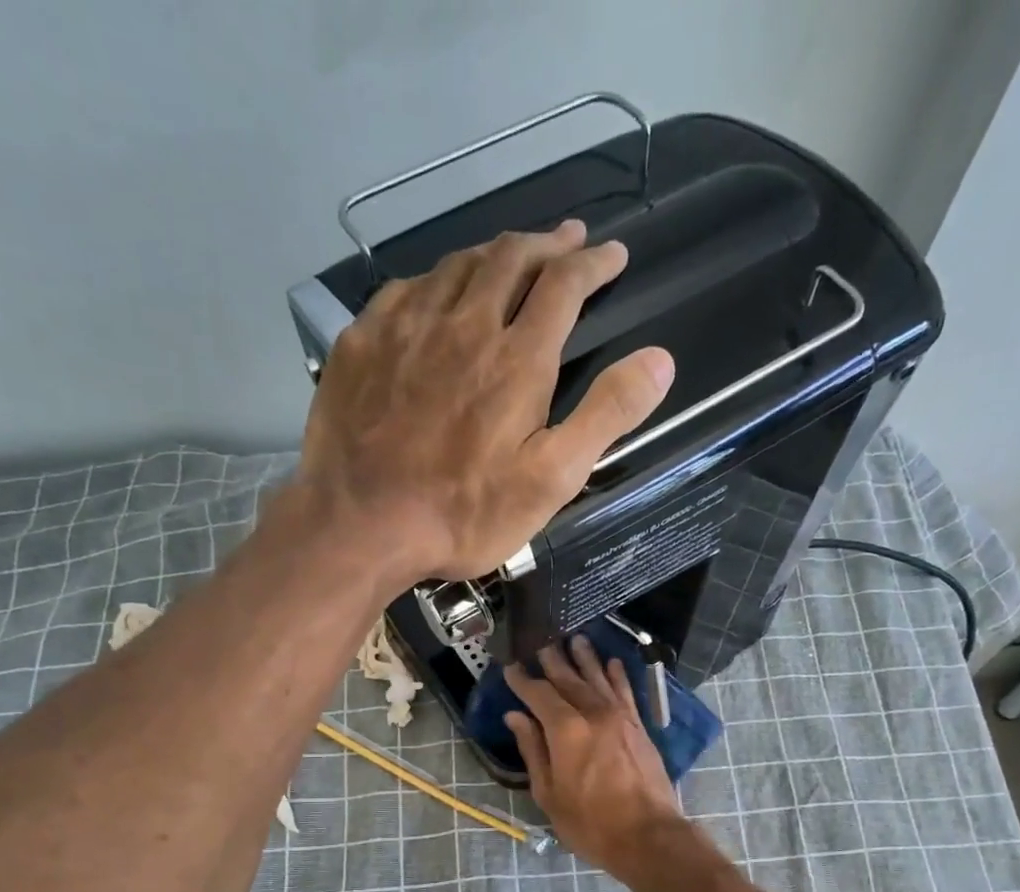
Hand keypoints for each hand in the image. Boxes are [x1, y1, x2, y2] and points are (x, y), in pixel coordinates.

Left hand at [292, 220, 674, 583]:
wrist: (359, 525)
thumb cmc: (463, 513)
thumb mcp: (551, 479)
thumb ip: (606, 415)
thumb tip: (660, 359)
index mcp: (517, 357)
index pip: (564, 284)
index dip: (594, 262)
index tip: (612, 254)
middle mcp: (463, 322)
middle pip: (510, 257)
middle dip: (547, 243)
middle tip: (567, 239)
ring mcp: (405, 326)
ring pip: (456, 264)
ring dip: (492, 253)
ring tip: (510, 257)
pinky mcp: (361, 341)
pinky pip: (404, 289)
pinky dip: (434, 281)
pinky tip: (436, 293)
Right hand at [503, 636, 685, 877]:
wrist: (649, 836)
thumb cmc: (591, 823)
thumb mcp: (549, 793)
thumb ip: (533, 750)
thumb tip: (516, 717)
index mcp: (566, 730)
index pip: (539, 694)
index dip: (523, 680)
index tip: (511, 667)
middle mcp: (594, 713)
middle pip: (569, 679)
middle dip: (553, 661)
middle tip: (541, 643)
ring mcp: (620, 718)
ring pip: (599, 678)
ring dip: (585, 658)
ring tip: (575, 639)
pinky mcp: (639, 727)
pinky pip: (626, 692)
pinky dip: (618, 675)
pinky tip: (612, 662)